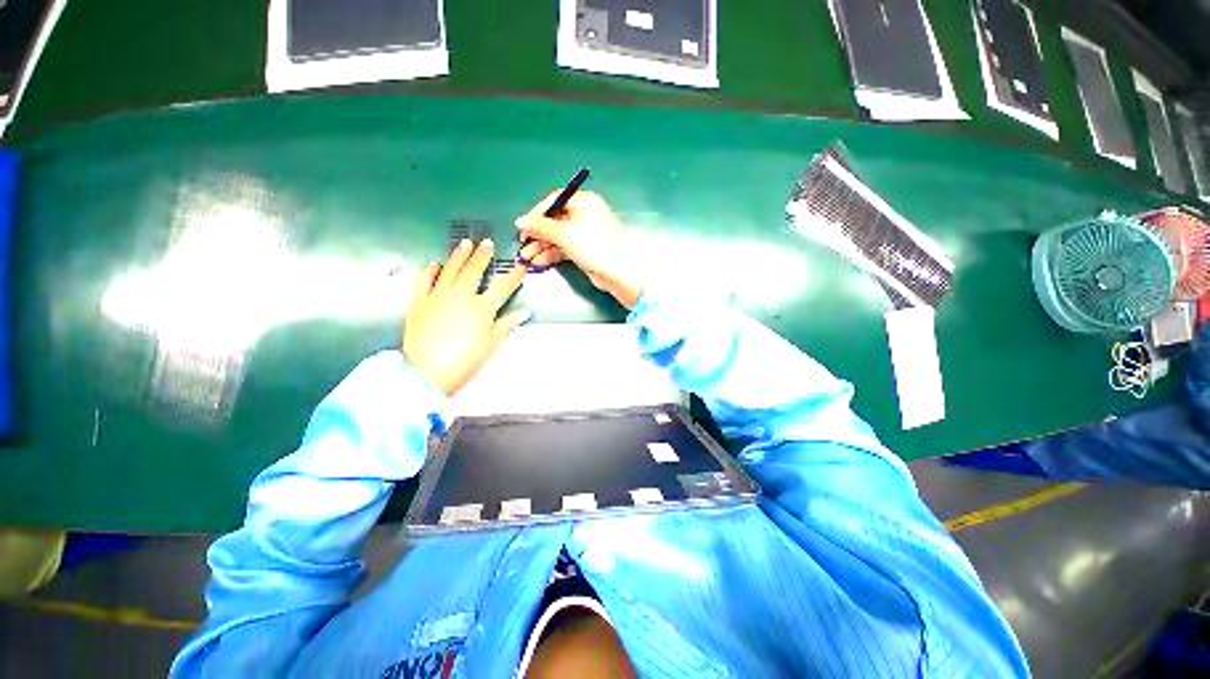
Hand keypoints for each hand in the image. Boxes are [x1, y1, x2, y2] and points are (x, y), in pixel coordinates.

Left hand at [403, 239, 529, 395]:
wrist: (427, 372)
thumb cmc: (464, 361)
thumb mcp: (491, 345)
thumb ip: (507, 325)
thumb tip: (524, 313)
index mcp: (482, 309)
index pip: (502, 286)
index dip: (513, 275)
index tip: (520, 266)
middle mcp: (461, 297)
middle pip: (474, 270)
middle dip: (483, 255)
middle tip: (487, 243)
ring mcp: (438, 296)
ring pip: (450, 269)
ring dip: (459, 255)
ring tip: (465, 243)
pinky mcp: (419, 301)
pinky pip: (424, 279)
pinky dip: (431, 269)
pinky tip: (436, 264)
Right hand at [515, 191, 644, 309]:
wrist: (618, 274)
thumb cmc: (595, 247)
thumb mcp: (565, 234)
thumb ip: (541, 227)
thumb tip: (520, 221)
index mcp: (585, 202)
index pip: (555, 200)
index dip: (537, 213)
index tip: (524, 225)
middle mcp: (586, 215)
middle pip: (555, 221)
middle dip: (538, 234)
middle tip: (523, 244)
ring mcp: (586, 234)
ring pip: (558, 237)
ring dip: (542, 246)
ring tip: (527, 257)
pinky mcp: (586, 250)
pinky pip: (564, 248)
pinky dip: (552, 254)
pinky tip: (539, 261)